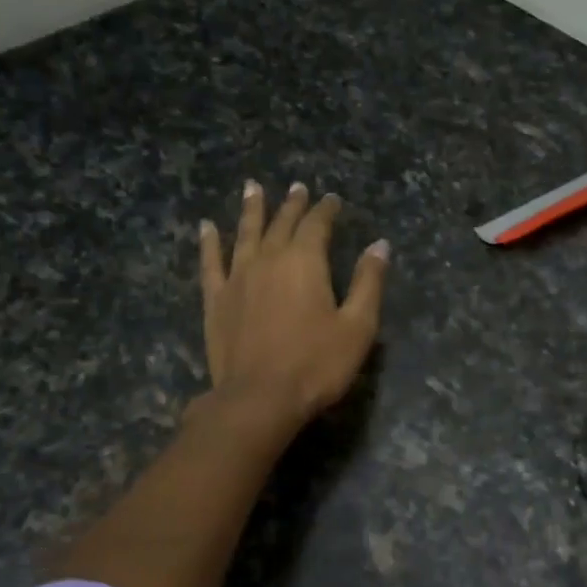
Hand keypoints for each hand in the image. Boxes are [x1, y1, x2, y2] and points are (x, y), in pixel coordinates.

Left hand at [198, 181, 388, 432]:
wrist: (259, 398)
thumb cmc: (316, 365)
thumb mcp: (357, 326)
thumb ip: (368, 282)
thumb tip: (380, 245)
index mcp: (306, 262)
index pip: (317, 224)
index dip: (326, 209)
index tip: (332, 199)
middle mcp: (269, 259)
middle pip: (281, 223)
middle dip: (292, 204)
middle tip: (298, 188)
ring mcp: (238, 278)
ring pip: (244, 233)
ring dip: (251, 209)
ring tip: (253, 188)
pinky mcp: (216, 300)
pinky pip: (211, 262)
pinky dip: (209, 243)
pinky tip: (206, 227)